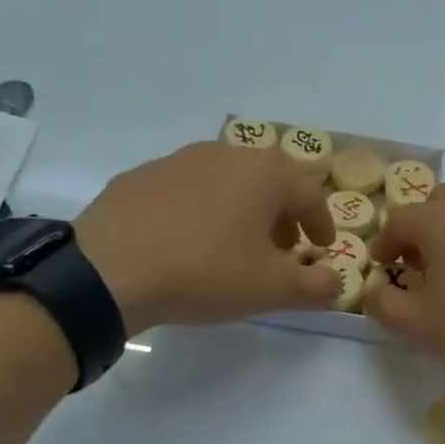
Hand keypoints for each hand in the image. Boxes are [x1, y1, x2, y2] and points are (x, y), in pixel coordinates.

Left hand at [75, 142, 338, 335]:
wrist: (108, 271)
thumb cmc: (206, 272)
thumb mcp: (273, 289)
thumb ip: (317, 286)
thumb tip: (336, 281)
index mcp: (265, 173)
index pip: (311, 195)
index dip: (322, 225)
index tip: (321, 248)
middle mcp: (225, 154)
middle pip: (270, 182)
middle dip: (283, 215)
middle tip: (283, 248)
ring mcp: (179, 160)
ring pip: (228, 182)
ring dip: (243, 210)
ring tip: (236, 246)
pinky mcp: (142, 176)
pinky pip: (189, 191)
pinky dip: (203, 211)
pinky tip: (190, 242)